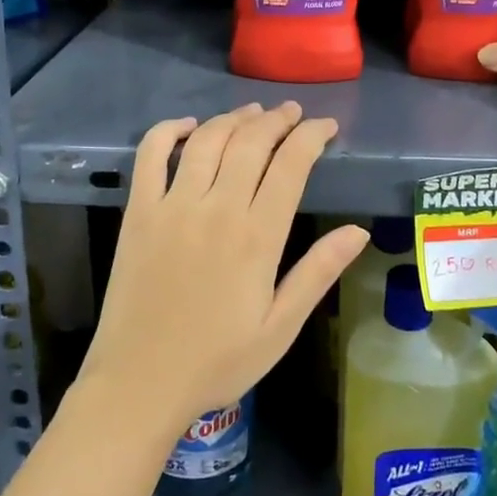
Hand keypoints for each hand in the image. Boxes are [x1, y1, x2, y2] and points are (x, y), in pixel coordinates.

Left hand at [79, 102, 369, 433]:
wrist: (140, 383)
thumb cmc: (218, 361)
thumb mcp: (281, 327)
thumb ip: (318, 272)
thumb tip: (358, 231)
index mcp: (257, 237)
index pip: (291, 166)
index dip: (312, 137)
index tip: (327, 126)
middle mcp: (216, 209)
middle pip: (251, 143)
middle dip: (277, 120)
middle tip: (293, 113)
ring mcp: (172, 206)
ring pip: (208, 141)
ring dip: (234, 118)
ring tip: (254, 113)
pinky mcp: (138, 213)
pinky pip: (151, 156)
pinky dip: (169, 131)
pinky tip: (188, 125)